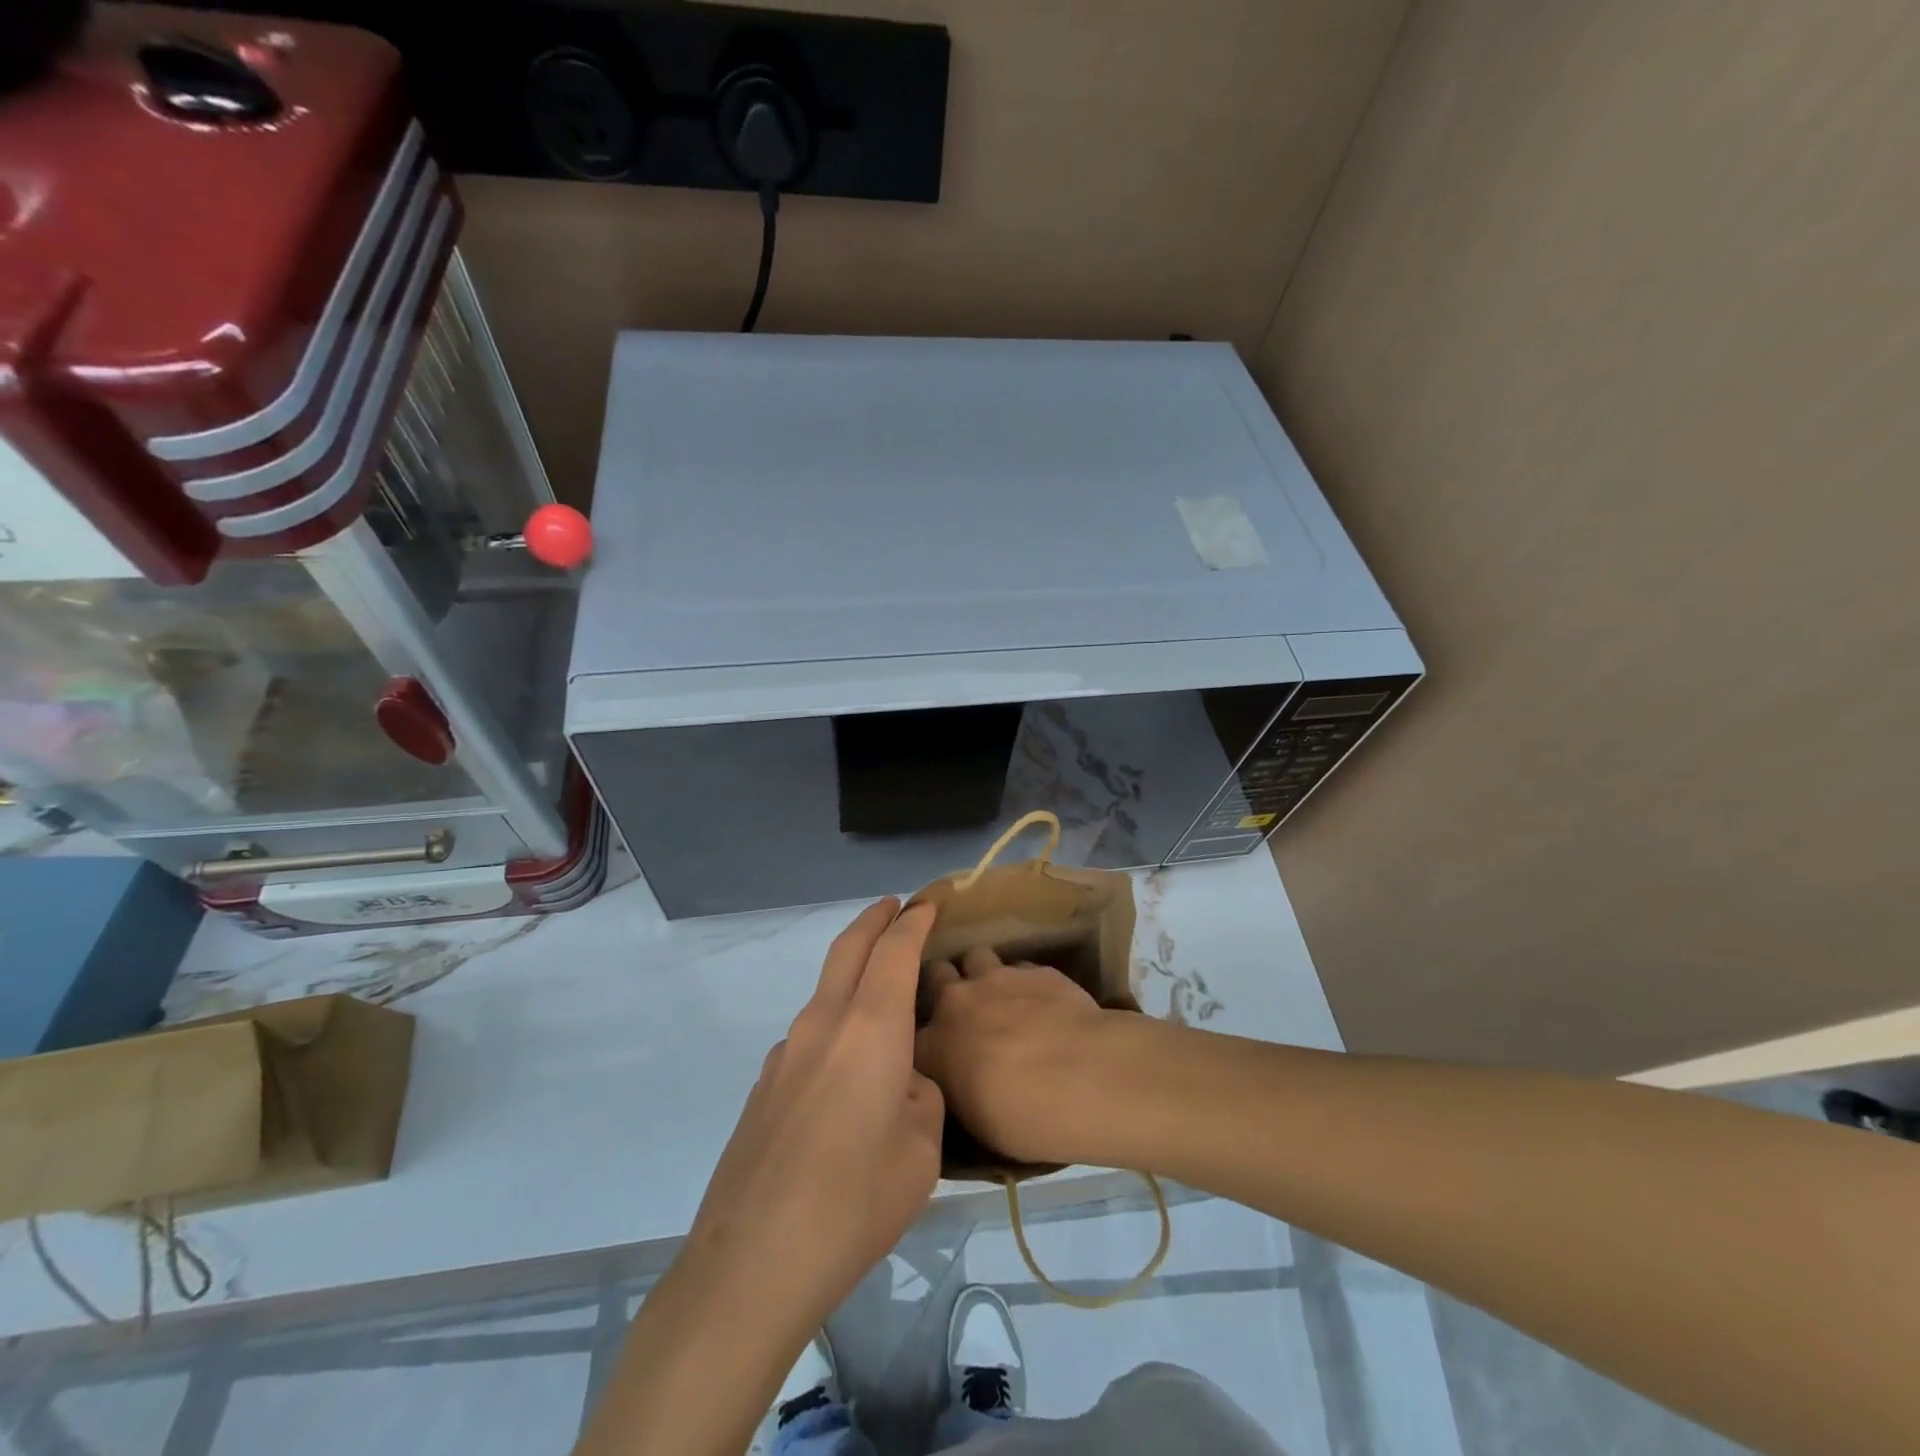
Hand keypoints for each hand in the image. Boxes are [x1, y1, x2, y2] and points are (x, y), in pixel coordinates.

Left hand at [684, 898, 944, 1330]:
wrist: (752, 1263)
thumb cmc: (855, 1201)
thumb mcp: (921, 1151)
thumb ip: (920, 1097)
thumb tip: (900, 1083)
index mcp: (870, 1026)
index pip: (894, 949)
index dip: (914, 920)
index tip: (929, 903)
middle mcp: (823, 1023)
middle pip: (848, 948)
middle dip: (874, 920)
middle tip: (896, 908)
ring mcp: (786, 1052)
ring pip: (826, 991)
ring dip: (853, 975)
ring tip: (883, 1001)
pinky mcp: (764, 1086)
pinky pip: (810, 1035)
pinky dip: (835, 1025)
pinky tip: (848, 1076)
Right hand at [915, 945, 1132, 1167]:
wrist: (1081, 1077)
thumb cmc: (1023, 1118)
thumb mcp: (977, 1121)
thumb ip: (959, 1088)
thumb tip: (962, 1078)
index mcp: (933, 1046)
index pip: (909, 1033)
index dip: (924, 1036)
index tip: (935, 1047)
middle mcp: (956, 1002)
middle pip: (936, 974)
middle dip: (945, 985)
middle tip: (962, 1008)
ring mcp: (996, 978)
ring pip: (976, 957)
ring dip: (982, 974)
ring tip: (1000, 995)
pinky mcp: (1034, 969)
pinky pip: (1019, 967)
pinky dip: (1024, 982)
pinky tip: (1042, 1001)